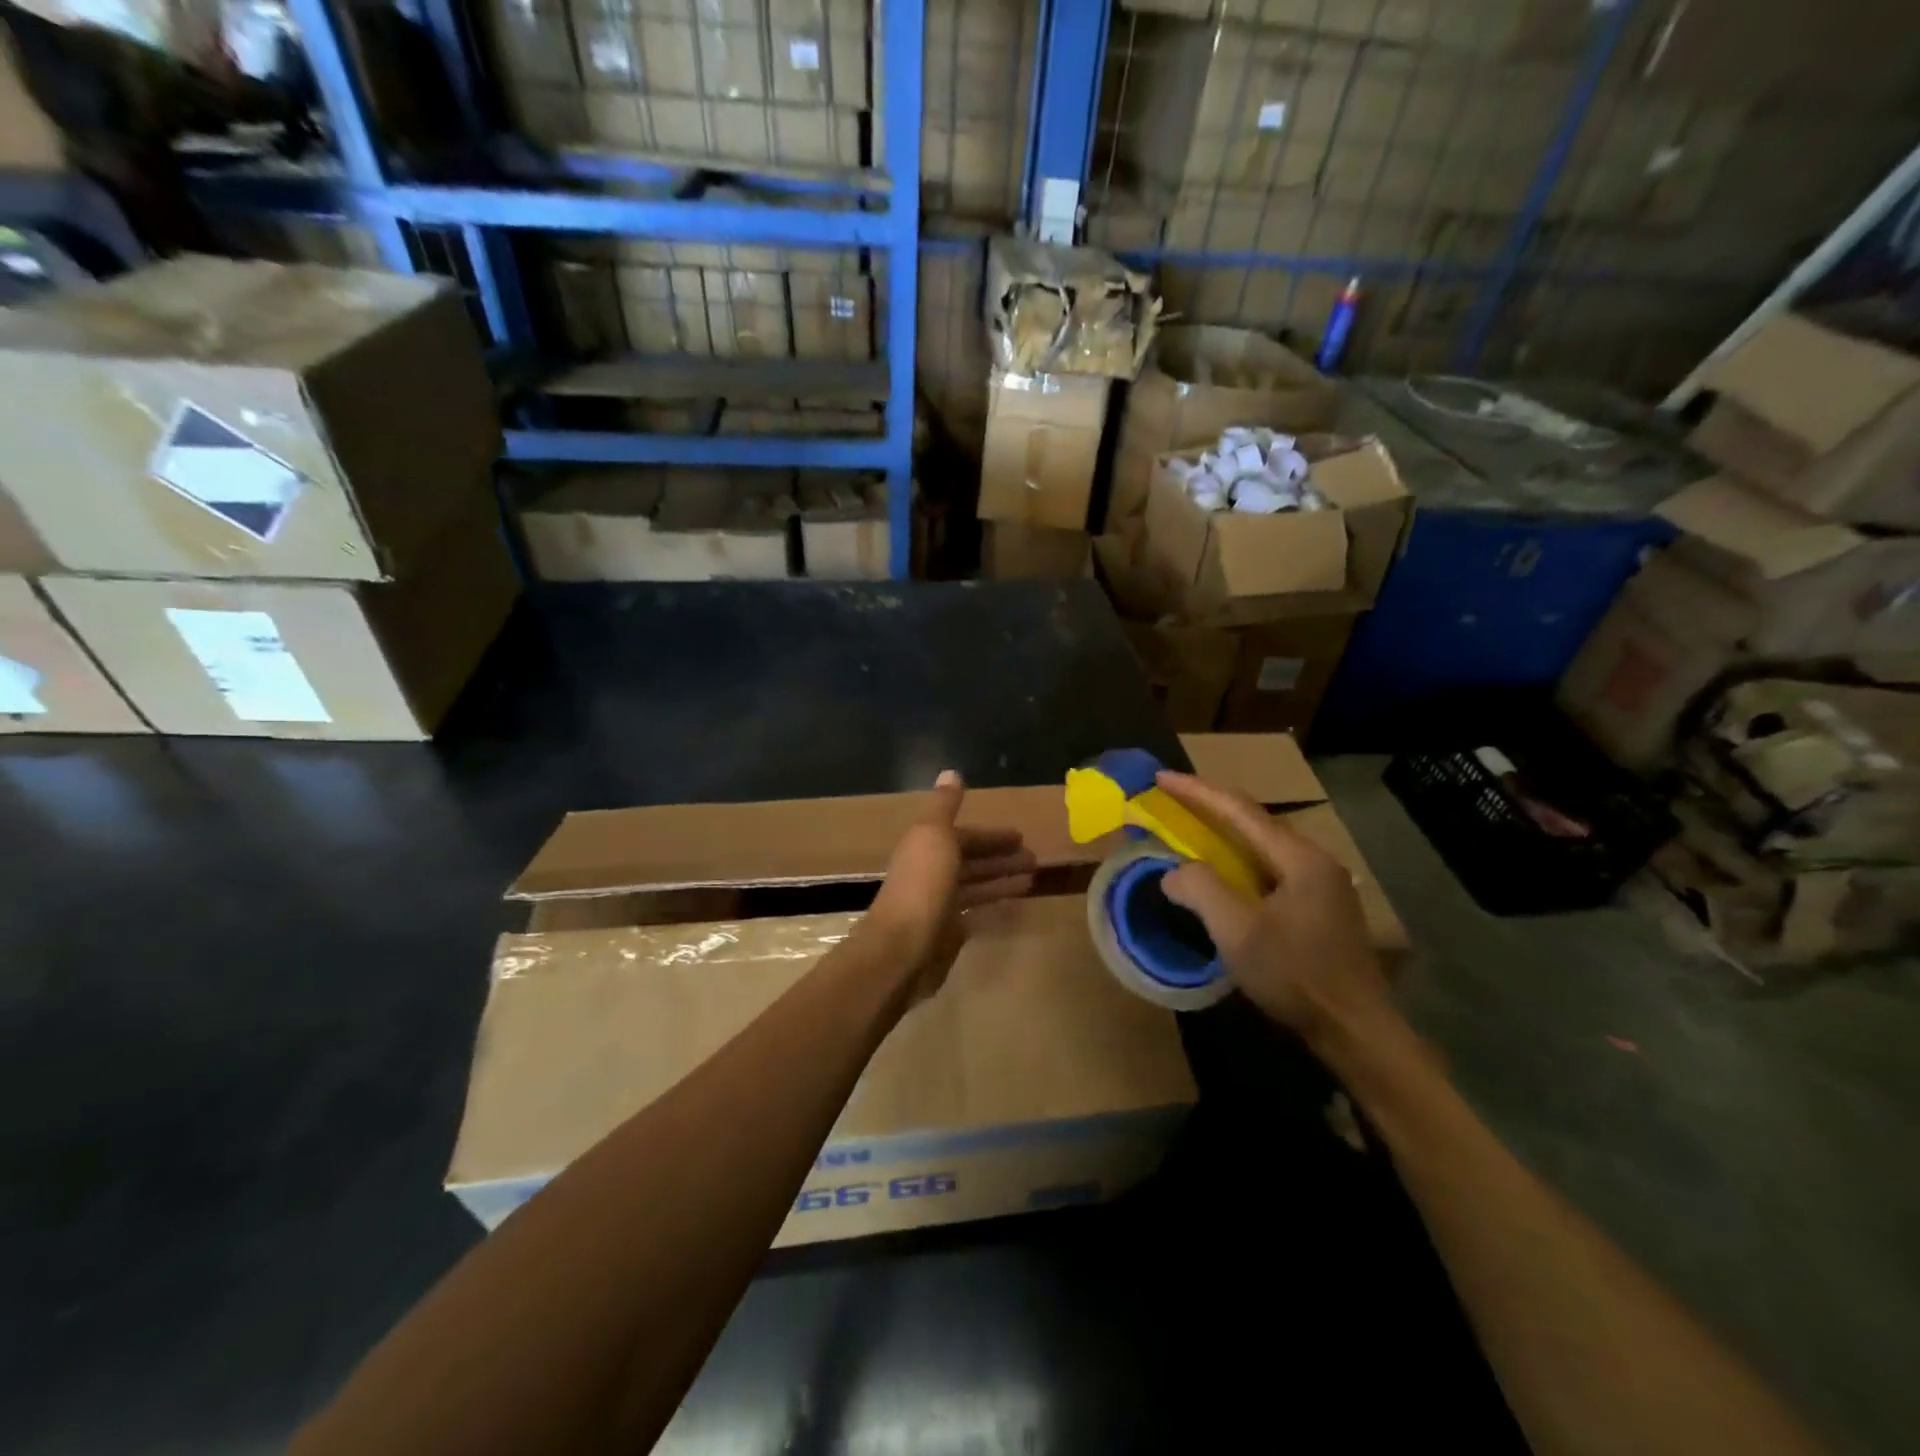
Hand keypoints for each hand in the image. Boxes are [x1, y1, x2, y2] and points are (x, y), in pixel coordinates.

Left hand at [862, 770, 1036, 1001]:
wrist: (902, 948)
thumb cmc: (922, 886)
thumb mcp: (933, 835)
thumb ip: (944, 806)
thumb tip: (950, 772)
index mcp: (926, 847)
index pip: (964, 837)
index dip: (991, 836)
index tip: (1021, 836)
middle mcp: (931, 873)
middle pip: (971, 861)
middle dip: (1001, 858)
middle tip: (1034, 859)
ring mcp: (939, 904)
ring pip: (976, 887)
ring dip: (1002, 880)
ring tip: (1032, 878)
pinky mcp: (947, 934)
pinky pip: (975, 913)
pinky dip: (993, 906)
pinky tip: (1014, 905)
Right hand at [1153, 771, 1395, 1047]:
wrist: (1356, 1031)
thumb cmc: (1295, 975)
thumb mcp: (1238, 932)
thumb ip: (1201, 889)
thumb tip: (1174, 871)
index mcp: (1299, 858)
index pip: (1239, 810)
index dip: (1196, 791)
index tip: (1161, 777)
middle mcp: (1315, 861)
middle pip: (1255, 822)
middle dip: (1211, 807)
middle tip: (1172, 799)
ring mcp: (1323, 886)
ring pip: (1264, 847)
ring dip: (1225, 834)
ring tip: (1191, 827)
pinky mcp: (1321, 910)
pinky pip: (1271, 869)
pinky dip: (1239, 861)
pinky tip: (1225, 873)